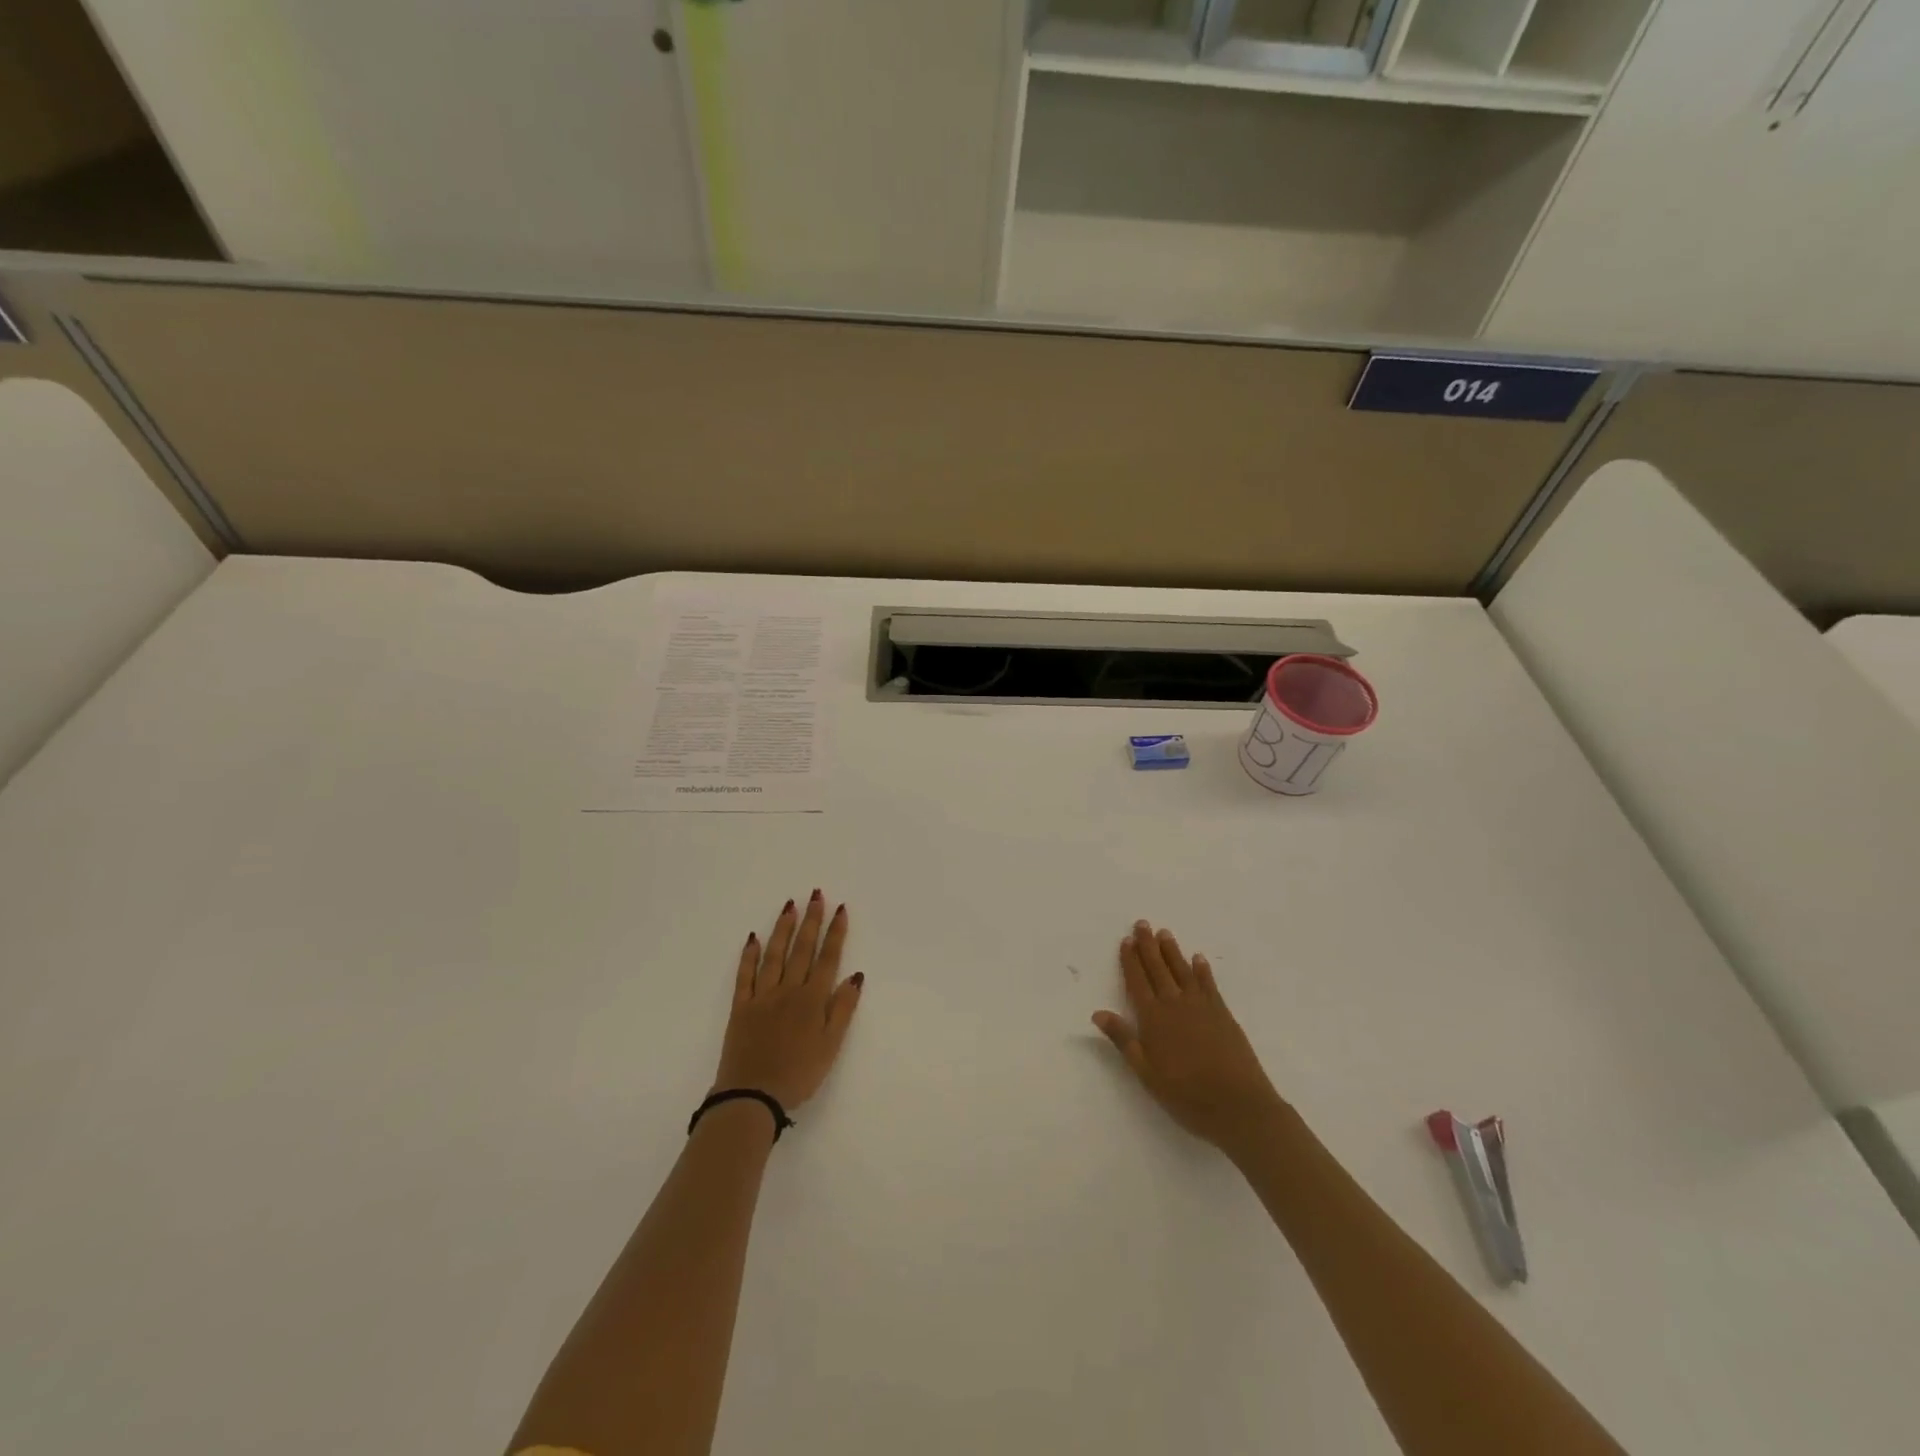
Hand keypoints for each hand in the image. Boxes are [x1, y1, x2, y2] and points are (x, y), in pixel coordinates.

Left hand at [712, 891, 863, 1111]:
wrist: (752, 1096)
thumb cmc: (798, 1074)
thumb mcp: (831, 1046)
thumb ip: (842, 1009)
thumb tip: (856, 975)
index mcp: (812, 999)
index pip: (828, 958)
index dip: (835, 933)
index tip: (840, 908)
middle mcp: (788, 990)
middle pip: (802, 949)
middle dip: (811, 920)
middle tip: (816, 894)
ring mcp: (762, 996)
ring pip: (774, 955)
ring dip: (783, 929)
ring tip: (790, 906)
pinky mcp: (741, 1007)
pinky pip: (745, 975)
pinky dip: (749, 956)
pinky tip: (753, 938)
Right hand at [1093, 920, 1284, 1157]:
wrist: (1238, 1105)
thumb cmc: (1186, 1094)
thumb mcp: (1146, 1073)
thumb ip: (1123, 1040)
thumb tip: (1098, 1012)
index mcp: (1153, 1018)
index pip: (1137, 982)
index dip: (1130, 961)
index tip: (1126, 940)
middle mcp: (1175, 1004)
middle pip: (1158, 969)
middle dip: (1148, 946)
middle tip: (1142, 924)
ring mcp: (1201, 1006)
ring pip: (1182, 971)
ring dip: (1172, 951)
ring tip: (1164, 933)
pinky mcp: (1223, 1014)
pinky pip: (1209, 984)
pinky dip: (1202, 970)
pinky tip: (1198, 959)